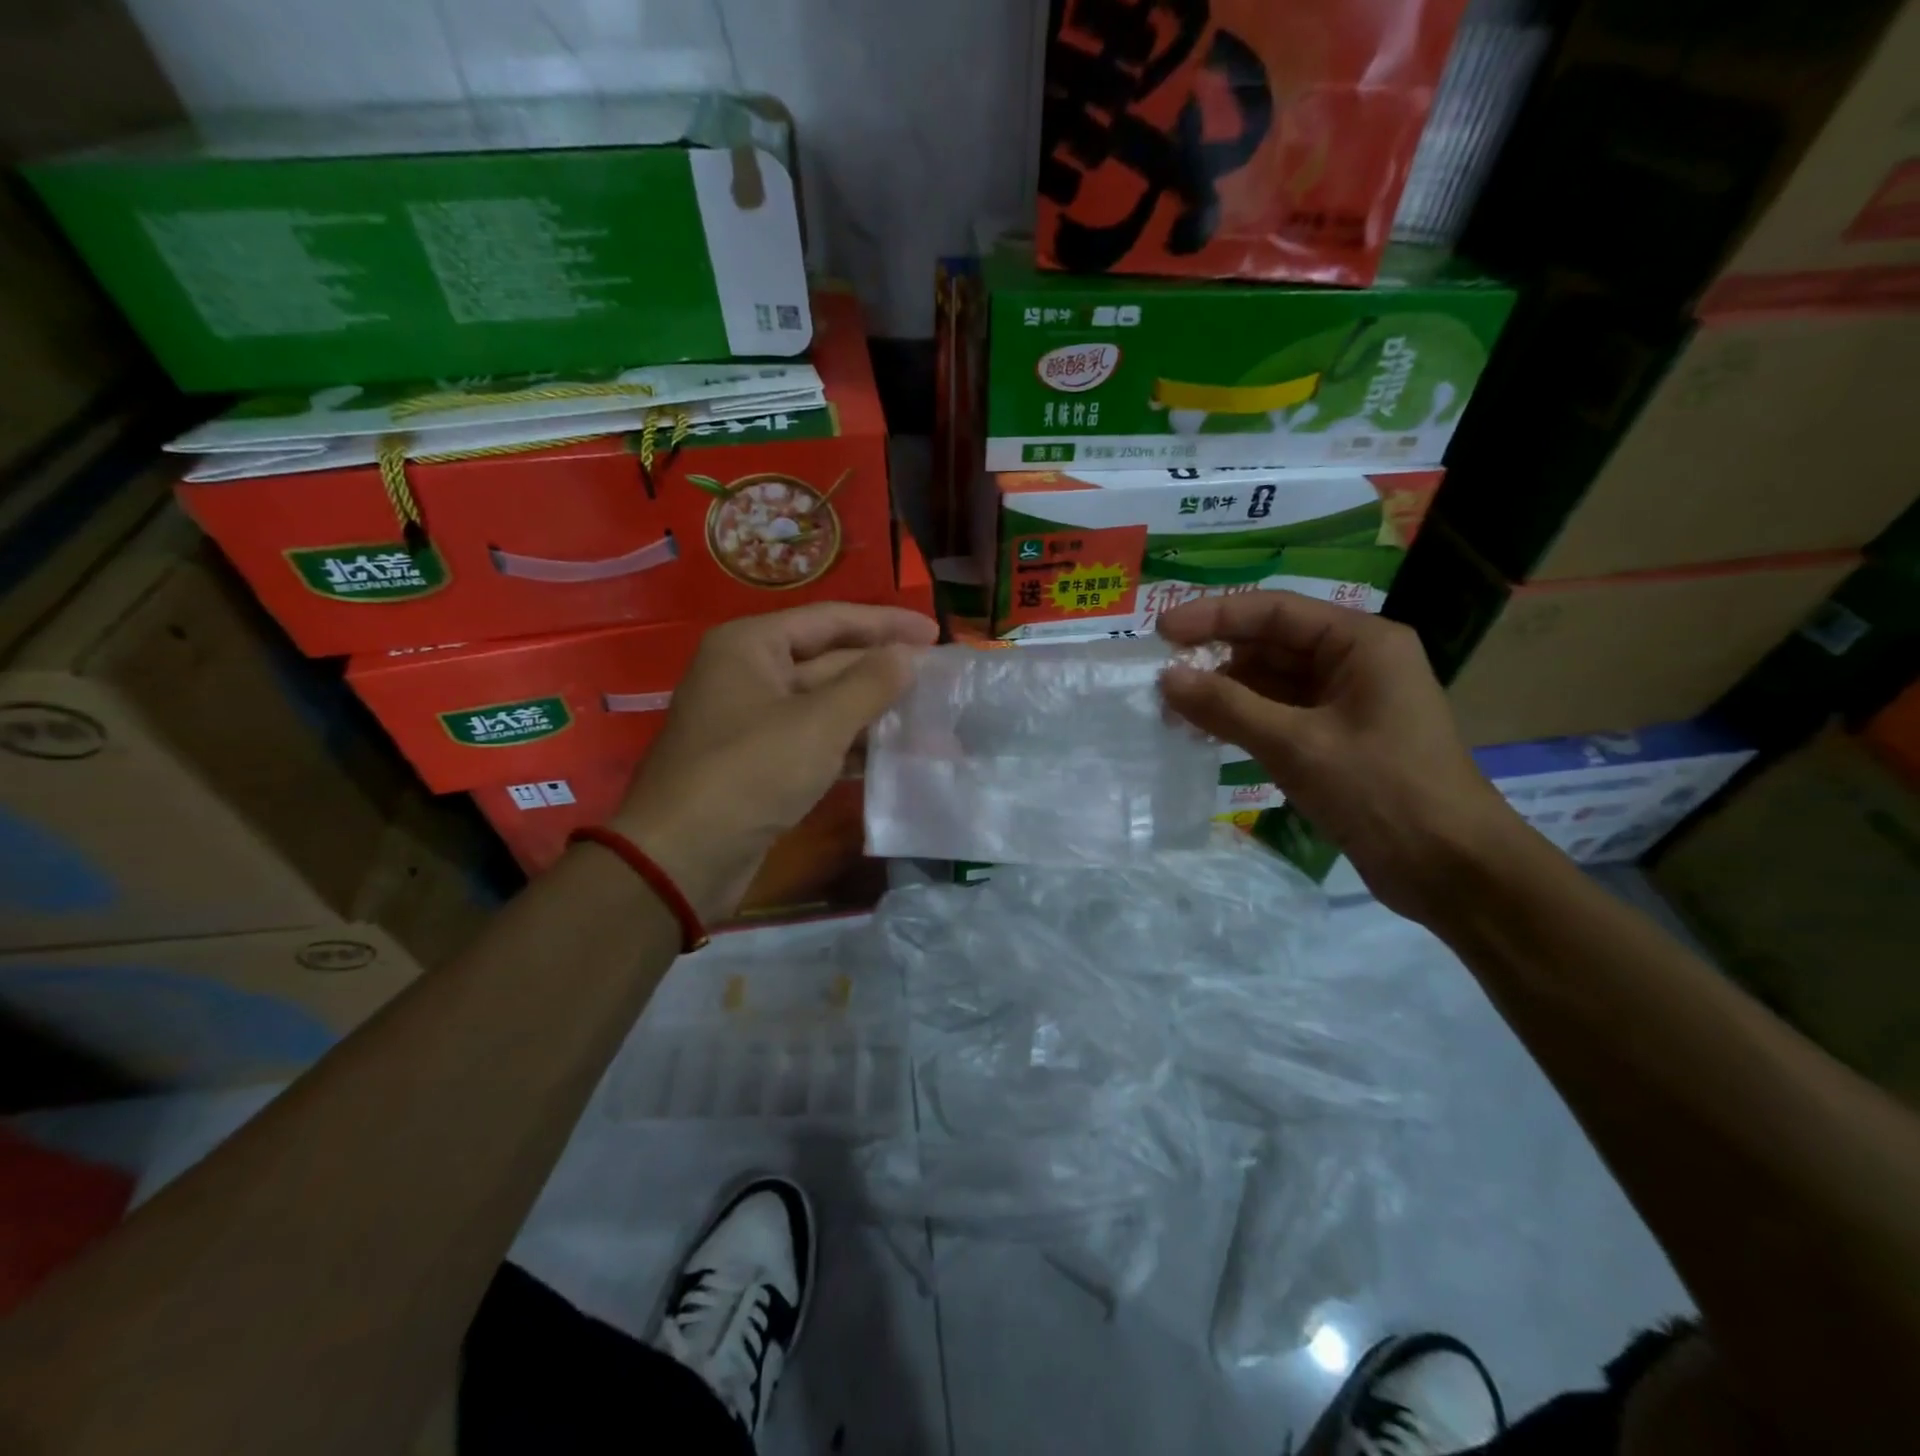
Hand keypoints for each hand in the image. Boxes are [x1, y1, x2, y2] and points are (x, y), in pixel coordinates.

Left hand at [607, 602, 937, 921]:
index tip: (936, 633)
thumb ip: (870, 684)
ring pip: (824, 703)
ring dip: (873, 710)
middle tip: (940, 678)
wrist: (683, 857)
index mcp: (751, 645)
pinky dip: (851, 743)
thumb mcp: (818, 723)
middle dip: (883, 670)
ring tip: (928, 715)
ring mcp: (753, 720)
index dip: (886, 624)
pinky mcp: (760, 762)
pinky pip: (815, 738)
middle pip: (829, 659)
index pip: (830, 619)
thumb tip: (908, 656)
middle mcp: (749, 673)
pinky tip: (891, 752)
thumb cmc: (750, 772)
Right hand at [1157, 591, 1523, 922]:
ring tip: (1171, 711)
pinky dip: (1241, 721)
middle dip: (1215, 659)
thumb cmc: (1382, 791)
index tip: (1160, 633)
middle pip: (1271, 643)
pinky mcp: (1336, 740)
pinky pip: (1278, 715)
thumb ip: (1228, 707)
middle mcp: (1355, 662)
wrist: (1451, 869)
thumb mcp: (1297, 745)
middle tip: (1160, 678)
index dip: (1213, 616)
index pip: (1275, 611)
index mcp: (1362, 642)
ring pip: (1270, 682)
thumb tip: (1166, 678)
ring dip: (1223, 693)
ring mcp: (1345, 703)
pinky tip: (1203, 733)